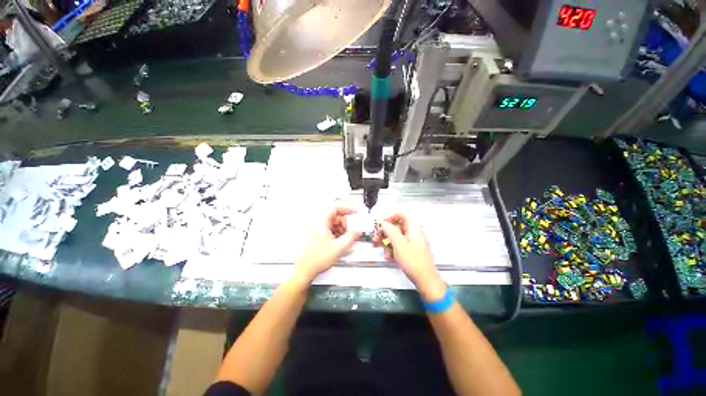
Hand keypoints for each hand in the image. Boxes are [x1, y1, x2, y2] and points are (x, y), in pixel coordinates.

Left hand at [293, 206, 360, 284]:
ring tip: (346, 239)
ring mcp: (319, 231)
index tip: (354, 213)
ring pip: (334, 225)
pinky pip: (331, 231)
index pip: (335, 209)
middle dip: (345, 223)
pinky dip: (338, 235)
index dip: (346, 209)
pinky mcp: (319, 238)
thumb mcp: (339, 247)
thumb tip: (358, 231)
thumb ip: (351, 237)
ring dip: (342, 230)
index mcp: (322, 223)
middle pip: (336, 217)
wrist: (306, 270)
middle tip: (351, 231)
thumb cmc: (319, 258)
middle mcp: (320, 225)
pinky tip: (341, 243)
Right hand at [377, 212, 445, 300]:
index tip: (380, 223)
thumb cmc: (413, 261)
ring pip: (395, 235)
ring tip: (379, 248)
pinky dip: (391, 248)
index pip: (401, 213)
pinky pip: (398, 243)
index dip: (389, 216)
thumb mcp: (399, 245)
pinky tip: (388, 256)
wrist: (425, 280)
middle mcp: (413, 231)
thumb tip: (383, 223)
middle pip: (396, 224)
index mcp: (413, 227)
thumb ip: (391, 231)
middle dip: (385, 230)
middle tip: (375, 237)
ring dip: (386, 240)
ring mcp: (412, 240)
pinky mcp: (410, 248)